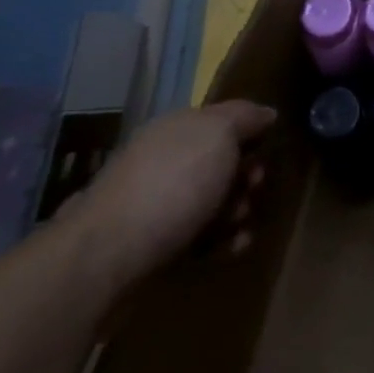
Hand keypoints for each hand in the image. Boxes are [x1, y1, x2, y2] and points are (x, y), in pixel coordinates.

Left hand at [66, 100, 276, 297]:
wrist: (106, 259)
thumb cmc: (171, 185)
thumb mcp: (218, 134)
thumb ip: (245, 117)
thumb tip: (266, 113)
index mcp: (176, 129)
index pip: (223, 121)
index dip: (251, 133)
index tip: (268, 150)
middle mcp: (164, 161)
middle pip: (222, 163)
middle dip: (247, 177)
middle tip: (254, 190)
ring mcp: (156, 205)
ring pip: (214, 202)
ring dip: (237, 212)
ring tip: (240, 226)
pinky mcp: (154, 245)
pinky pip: (200, 237)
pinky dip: (221, 241)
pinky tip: (233, 247)